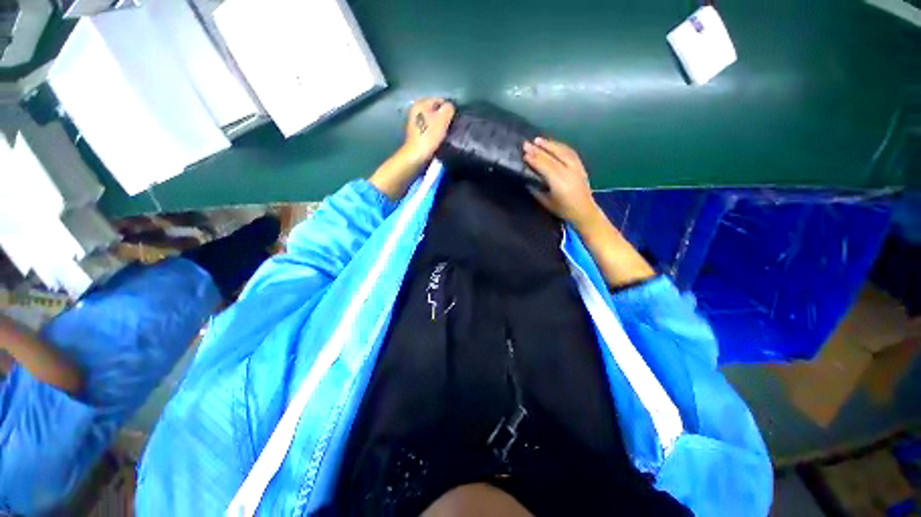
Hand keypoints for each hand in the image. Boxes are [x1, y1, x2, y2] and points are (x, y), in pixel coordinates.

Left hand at [402, 98, 455, 163]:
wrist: (416, 155)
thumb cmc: (429, 136)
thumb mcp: (442, 119)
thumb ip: (448, 108)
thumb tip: (450, 107)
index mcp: (420, 103)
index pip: (440, 100)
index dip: (448, 109)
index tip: (452, 120)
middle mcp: (416, 110)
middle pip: (435, 111)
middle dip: (443, 118)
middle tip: (449, 127)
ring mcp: (415, 122)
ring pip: (432, 120)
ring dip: (439, 126)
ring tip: (444, 134)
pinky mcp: (416, 133)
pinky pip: (428, 129)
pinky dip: (434, 133)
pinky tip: (437, 139)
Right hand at [523, 137, 599, 225]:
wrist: (585, 211)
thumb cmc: (563, 210)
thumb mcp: (546, 203)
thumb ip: (537, 190)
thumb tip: (528, 179)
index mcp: (559, 183)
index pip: (545, 166)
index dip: (534, 159)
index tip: (524, 153)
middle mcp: (569, 172)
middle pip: (552, 157)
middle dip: (538, 149)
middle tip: (526, 144)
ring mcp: (576, 167)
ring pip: (562, 151)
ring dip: (549, 144)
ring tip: (538, 140)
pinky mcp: (580, 166)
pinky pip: (570, 152)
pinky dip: (560, 146)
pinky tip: (553, 144)